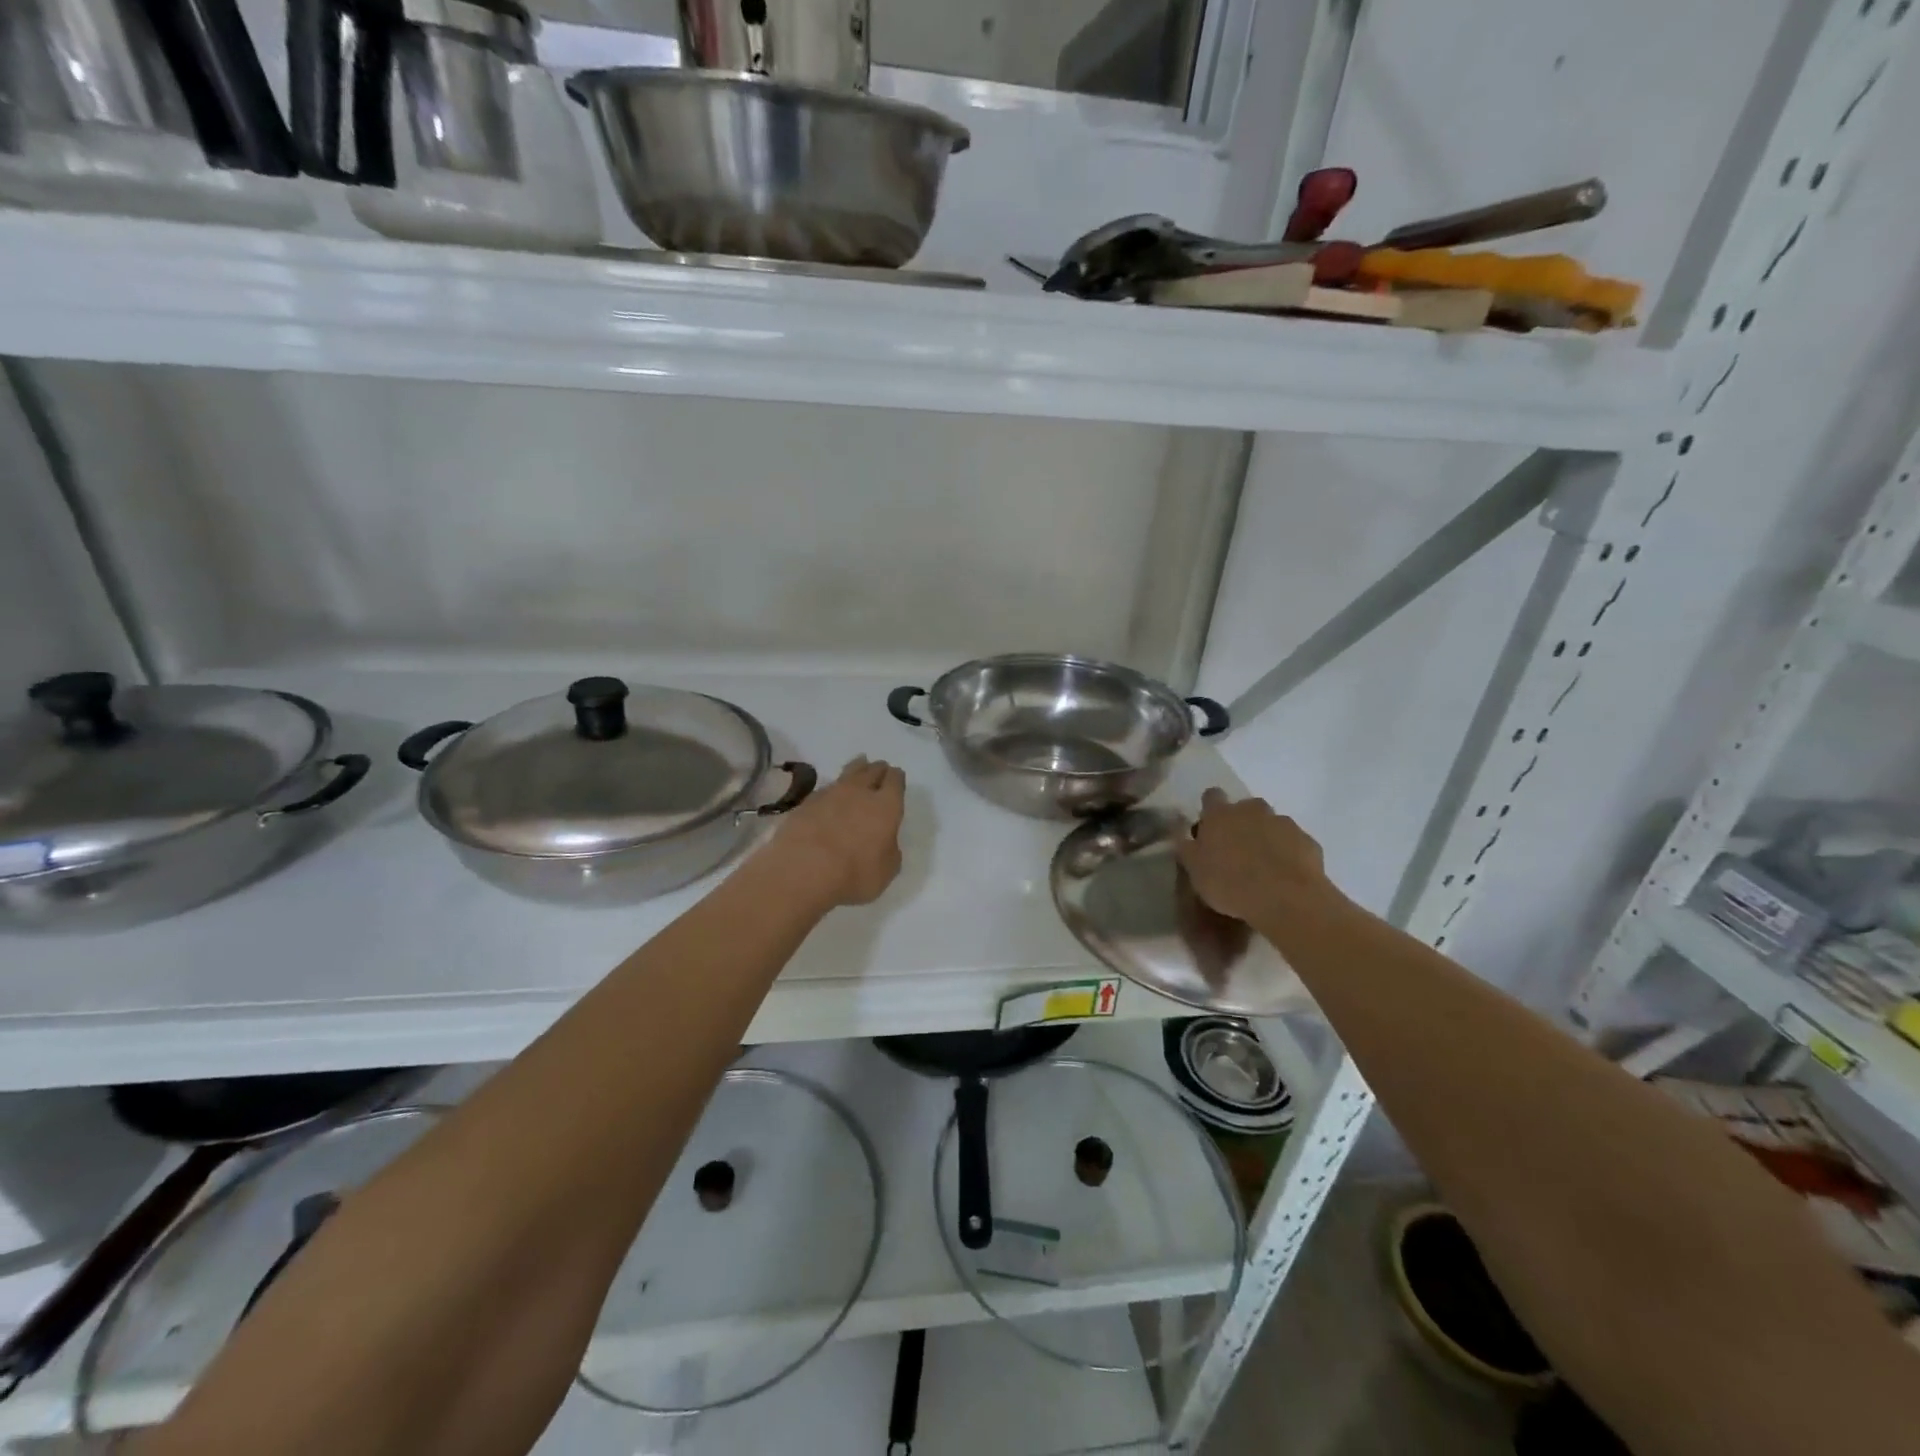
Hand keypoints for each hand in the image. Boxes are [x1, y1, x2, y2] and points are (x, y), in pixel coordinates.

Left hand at [766, 756, 905, 908]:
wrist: (802, 869)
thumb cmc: (854, 874)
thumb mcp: (886, 870)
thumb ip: (889, 850)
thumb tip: (885, 841)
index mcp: (886, 805)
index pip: (895, 780)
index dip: (897, 778)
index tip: (896, 779)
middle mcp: (860, 791)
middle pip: (872, 770)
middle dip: (878, 770)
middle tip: (879, 771)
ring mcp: (830, 793)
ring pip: (848, 772)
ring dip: (856, 770)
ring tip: (858, 769)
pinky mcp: (806, 802)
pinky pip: (825, 789)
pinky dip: (832, 791)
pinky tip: (830, 798)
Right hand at [1177, 788, 1333, 926]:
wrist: (1286, 898)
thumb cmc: (1230, 882)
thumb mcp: (1194, 869)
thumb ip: (1187, 847)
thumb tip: (1180, 831)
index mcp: (1220, 814)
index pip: (1211, 796)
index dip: (1209, 809)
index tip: (1208, 828)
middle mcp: (1252, 810)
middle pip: (1244, 808)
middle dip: (1241, 823)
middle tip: (1236, 851)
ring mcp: (1283, 823)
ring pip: (1271, 824)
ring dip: (1265, 837)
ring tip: (1263, 867)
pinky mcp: (1307, 841)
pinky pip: (1293, 842)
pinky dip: (1288, 853)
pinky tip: (1284, 876)